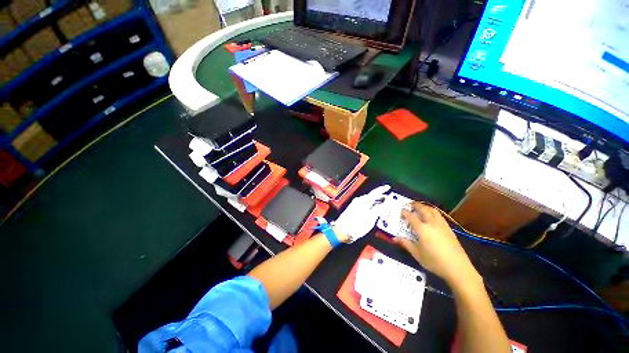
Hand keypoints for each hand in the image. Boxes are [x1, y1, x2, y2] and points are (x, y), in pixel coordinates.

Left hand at [332, 185, 390, 242]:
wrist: (342, 231)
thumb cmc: (357, 224)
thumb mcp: (371, 217)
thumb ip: (380, 209)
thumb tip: (389, 202)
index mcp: (364, 200)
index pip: (375, 192)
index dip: (382, 189)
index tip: (388, 187)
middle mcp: (359, 200)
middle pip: (372, 196)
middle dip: (381, 197)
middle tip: (389, 199)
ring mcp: (356, 204)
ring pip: (369, 201)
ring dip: (377, 202)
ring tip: (384, 205)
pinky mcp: (354, 209)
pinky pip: (365, 204)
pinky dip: (372, 206)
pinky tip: (375, 211)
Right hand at [396, 202, 479, 285]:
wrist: (458, 268)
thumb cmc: (434, 261)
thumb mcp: (417, 254)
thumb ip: (405, 243)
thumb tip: (394, 238)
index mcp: (422, 229)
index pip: (411, 216)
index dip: (405, 212)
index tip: (401, 210)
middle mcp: (431, 223)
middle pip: (423, 209)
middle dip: (416, 205)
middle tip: (410, 204)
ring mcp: (442, 225)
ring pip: (433, 210)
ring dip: (425, 206)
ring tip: (420, 207)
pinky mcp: (449, 229)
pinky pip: (439, 215)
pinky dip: (433, 212)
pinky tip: (432, 216)